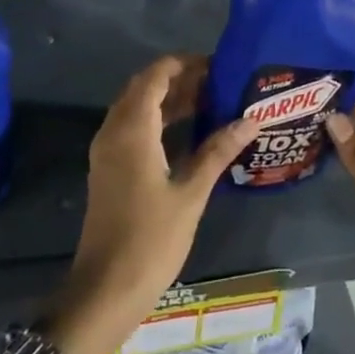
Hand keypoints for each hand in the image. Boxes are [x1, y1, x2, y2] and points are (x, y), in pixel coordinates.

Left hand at [48, 56, 260, 353]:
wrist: (105, 289)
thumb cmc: (151, 239)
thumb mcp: (190, 194)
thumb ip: (217, 152)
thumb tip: (249, 120)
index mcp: (132, 129)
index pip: (155, 76)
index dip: (184, 64)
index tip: (216, 65)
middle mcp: (114, 131)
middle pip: (144, 88)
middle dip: (178, 79)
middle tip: (218, 83)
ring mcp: (107, 150)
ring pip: (137, 108)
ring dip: (168, 100)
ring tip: (210, 102)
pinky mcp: (108, 168)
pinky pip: (132, 128)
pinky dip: (157, 120)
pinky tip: (187, 133)